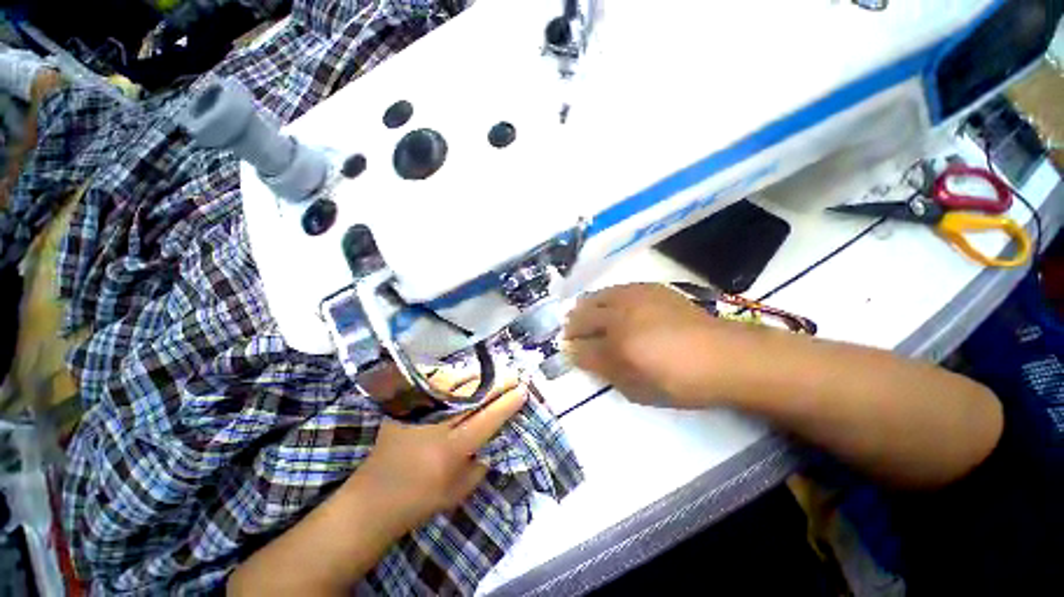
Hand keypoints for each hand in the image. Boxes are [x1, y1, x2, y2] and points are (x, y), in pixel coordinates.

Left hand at [345, 379, 527, 537]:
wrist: (372, 500)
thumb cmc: (421, 501)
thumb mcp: (459, 491)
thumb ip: (481, 462)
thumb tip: (496, 434)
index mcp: (451, 451)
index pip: (487, 419)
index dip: (508, 403)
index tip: (523, 390)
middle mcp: (435, 427)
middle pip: (474, 396)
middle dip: (498, 383)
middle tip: (514, 374)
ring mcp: (418, 413)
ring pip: (454, 384)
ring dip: (478, 376)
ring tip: (493, 372)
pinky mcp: (404, 407)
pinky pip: (433, 384)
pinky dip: (452, 377)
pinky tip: (463, 375)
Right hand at [563, 283, 744, 407]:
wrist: (723, 356)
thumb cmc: (679, 381)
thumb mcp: (637, 389)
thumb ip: (605, 372)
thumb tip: (580, 357)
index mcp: (618, 347)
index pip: (580, 348)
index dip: (570, 350)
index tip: (566, 352)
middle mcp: (620, 317)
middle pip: (582, 317)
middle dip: (571, 326)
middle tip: (569, 333)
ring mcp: (634, 298)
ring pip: (596, 297)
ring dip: (584, 308)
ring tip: (582, 315)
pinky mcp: (649, 288)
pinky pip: (616, 289)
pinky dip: (605, 298)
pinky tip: (609, 305)